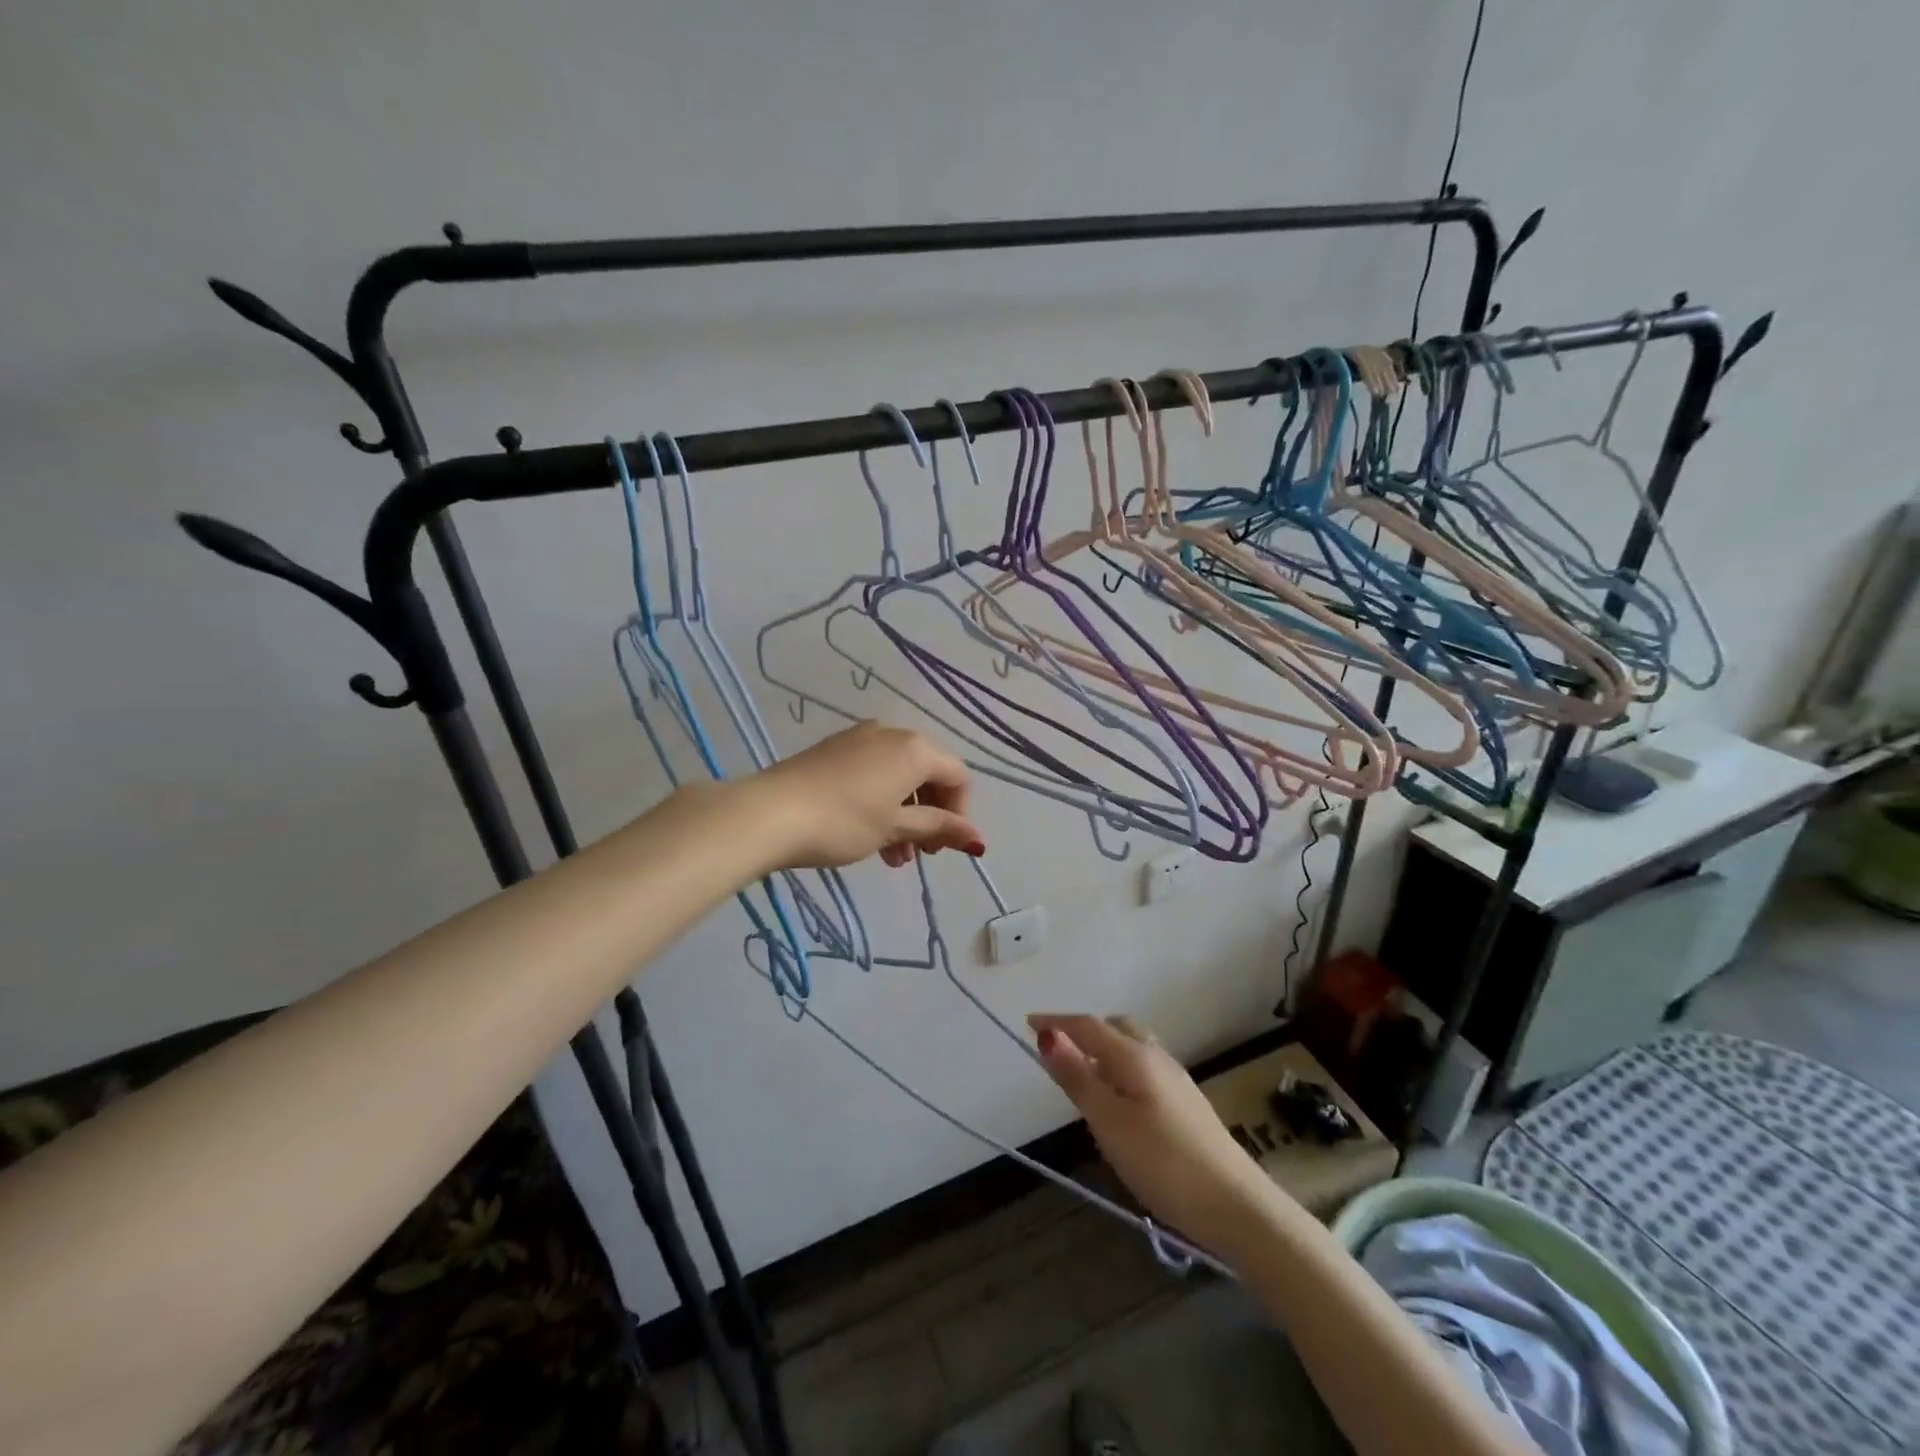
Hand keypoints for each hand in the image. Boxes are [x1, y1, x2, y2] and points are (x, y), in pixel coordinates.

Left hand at [747, 721, 984, 870]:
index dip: (961, 812)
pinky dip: (881, 803)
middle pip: (929, 774)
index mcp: (915, 749)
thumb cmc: (843, 822)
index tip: (945, 846)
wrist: (769, 812)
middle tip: (922, 854)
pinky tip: (869, 837)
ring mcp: (859, 738)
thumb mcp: (895, 828)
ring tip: (893, 857)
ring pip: (899, 777)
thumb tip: (976, 838)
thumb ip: (938, 828)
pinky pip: (873, 773)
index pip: (957, 776)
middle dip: (931, 815)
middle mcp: (892, 734)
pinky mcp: (834, 750)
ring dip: (905, 816)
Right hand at [1029, 1014, 1278, 1254]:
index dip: (1056, 1022)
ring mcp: (1176, 1079)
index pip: (1087, 1026)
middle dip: (1084, 1030)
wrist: (1236, 1205)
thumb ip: (1077, 1078)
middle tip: (1058, 1050)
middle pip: (1115, 1027)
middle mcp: (1156, 1057)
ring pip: (1133, 1047)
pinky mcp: (1186, 1103)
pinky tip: (1119, 1101)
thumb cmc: (1163, 1162)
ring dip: (1104, 1049)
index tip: (1028, 1022)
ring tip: (1083, 1076)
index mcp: (1134, 1055)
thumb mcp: (1109, 1122)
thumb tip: (1047, 1036)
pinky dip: (1121, 1068)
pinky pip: (1144, 1067)